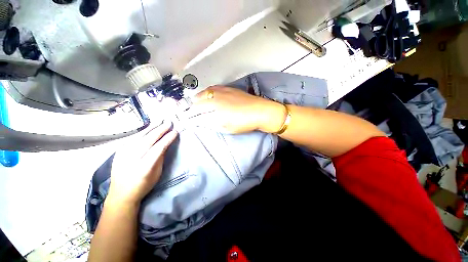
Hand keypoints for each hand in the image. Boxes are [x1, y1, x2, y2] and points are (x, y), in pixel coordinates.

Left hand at [107, 121, 177, 204]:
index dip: (167, 139)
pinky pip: (132, 139)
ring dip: (151, 128)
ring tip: (159, 121)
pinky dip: (142, 133)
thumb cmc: (143, 185)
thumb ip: (160, 157)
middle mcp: (132, 159)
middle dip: (160, 130)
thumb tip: (165, 144)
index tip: (175, 132)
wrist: (121, 194)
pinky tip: (148, 128)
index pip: (158, 148)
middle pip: (148, 140)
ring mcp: (123, 155)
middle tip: (168, 122)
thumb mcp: (157, 173)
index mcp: (144, 167)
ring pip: (139, 137)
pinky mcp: (118, 152)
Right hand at [186, 86, 285, 133]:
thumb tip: (204, 122)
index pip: (199, 114)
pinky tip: (207, 94)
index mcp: (216, 110)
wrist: (260, 111)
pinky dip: (207, 92)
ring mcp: (222, 92)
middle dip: (192, 107)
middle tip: (187, 111)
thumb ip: (214, 124)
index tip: (187, 120)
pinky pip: (213, 88)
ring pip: (205, 93)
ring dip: (198, 98)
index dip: (192, 117)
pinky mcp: (229, 89)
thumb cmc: (244, 123)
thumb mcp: (227, 128)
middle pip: (200, 102)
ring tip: (194, 101)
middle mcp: (216, 99)